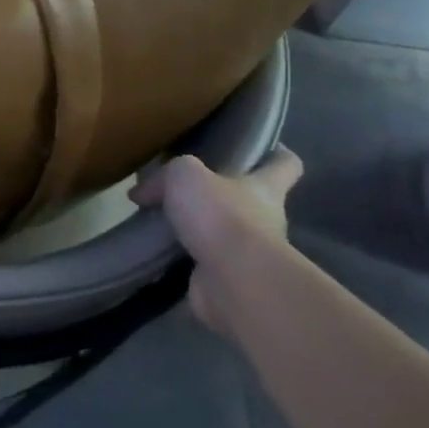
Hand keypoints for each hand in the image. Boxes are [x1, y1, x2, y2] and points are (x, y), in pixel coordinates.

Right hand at [130, 148, 302, 335]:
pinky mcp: (228, 278)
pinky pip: (202, 259)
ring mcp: (249, 252)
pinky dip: (182, 254)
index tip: (259, 147)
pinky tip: (155, 247)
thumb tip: (142, 193)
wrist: (233, 280)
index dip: (276, 154)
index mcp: (265, 187)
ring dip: (197, 226)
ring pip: (223, 230)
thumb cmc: (221, 215)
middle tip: (182, 186)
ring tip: (159, 217)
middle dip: (220, 193)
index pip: (285, 164)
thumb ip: (165, 176)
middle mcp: (265, 218)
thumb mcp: (185, 175)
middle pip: (249, 198)